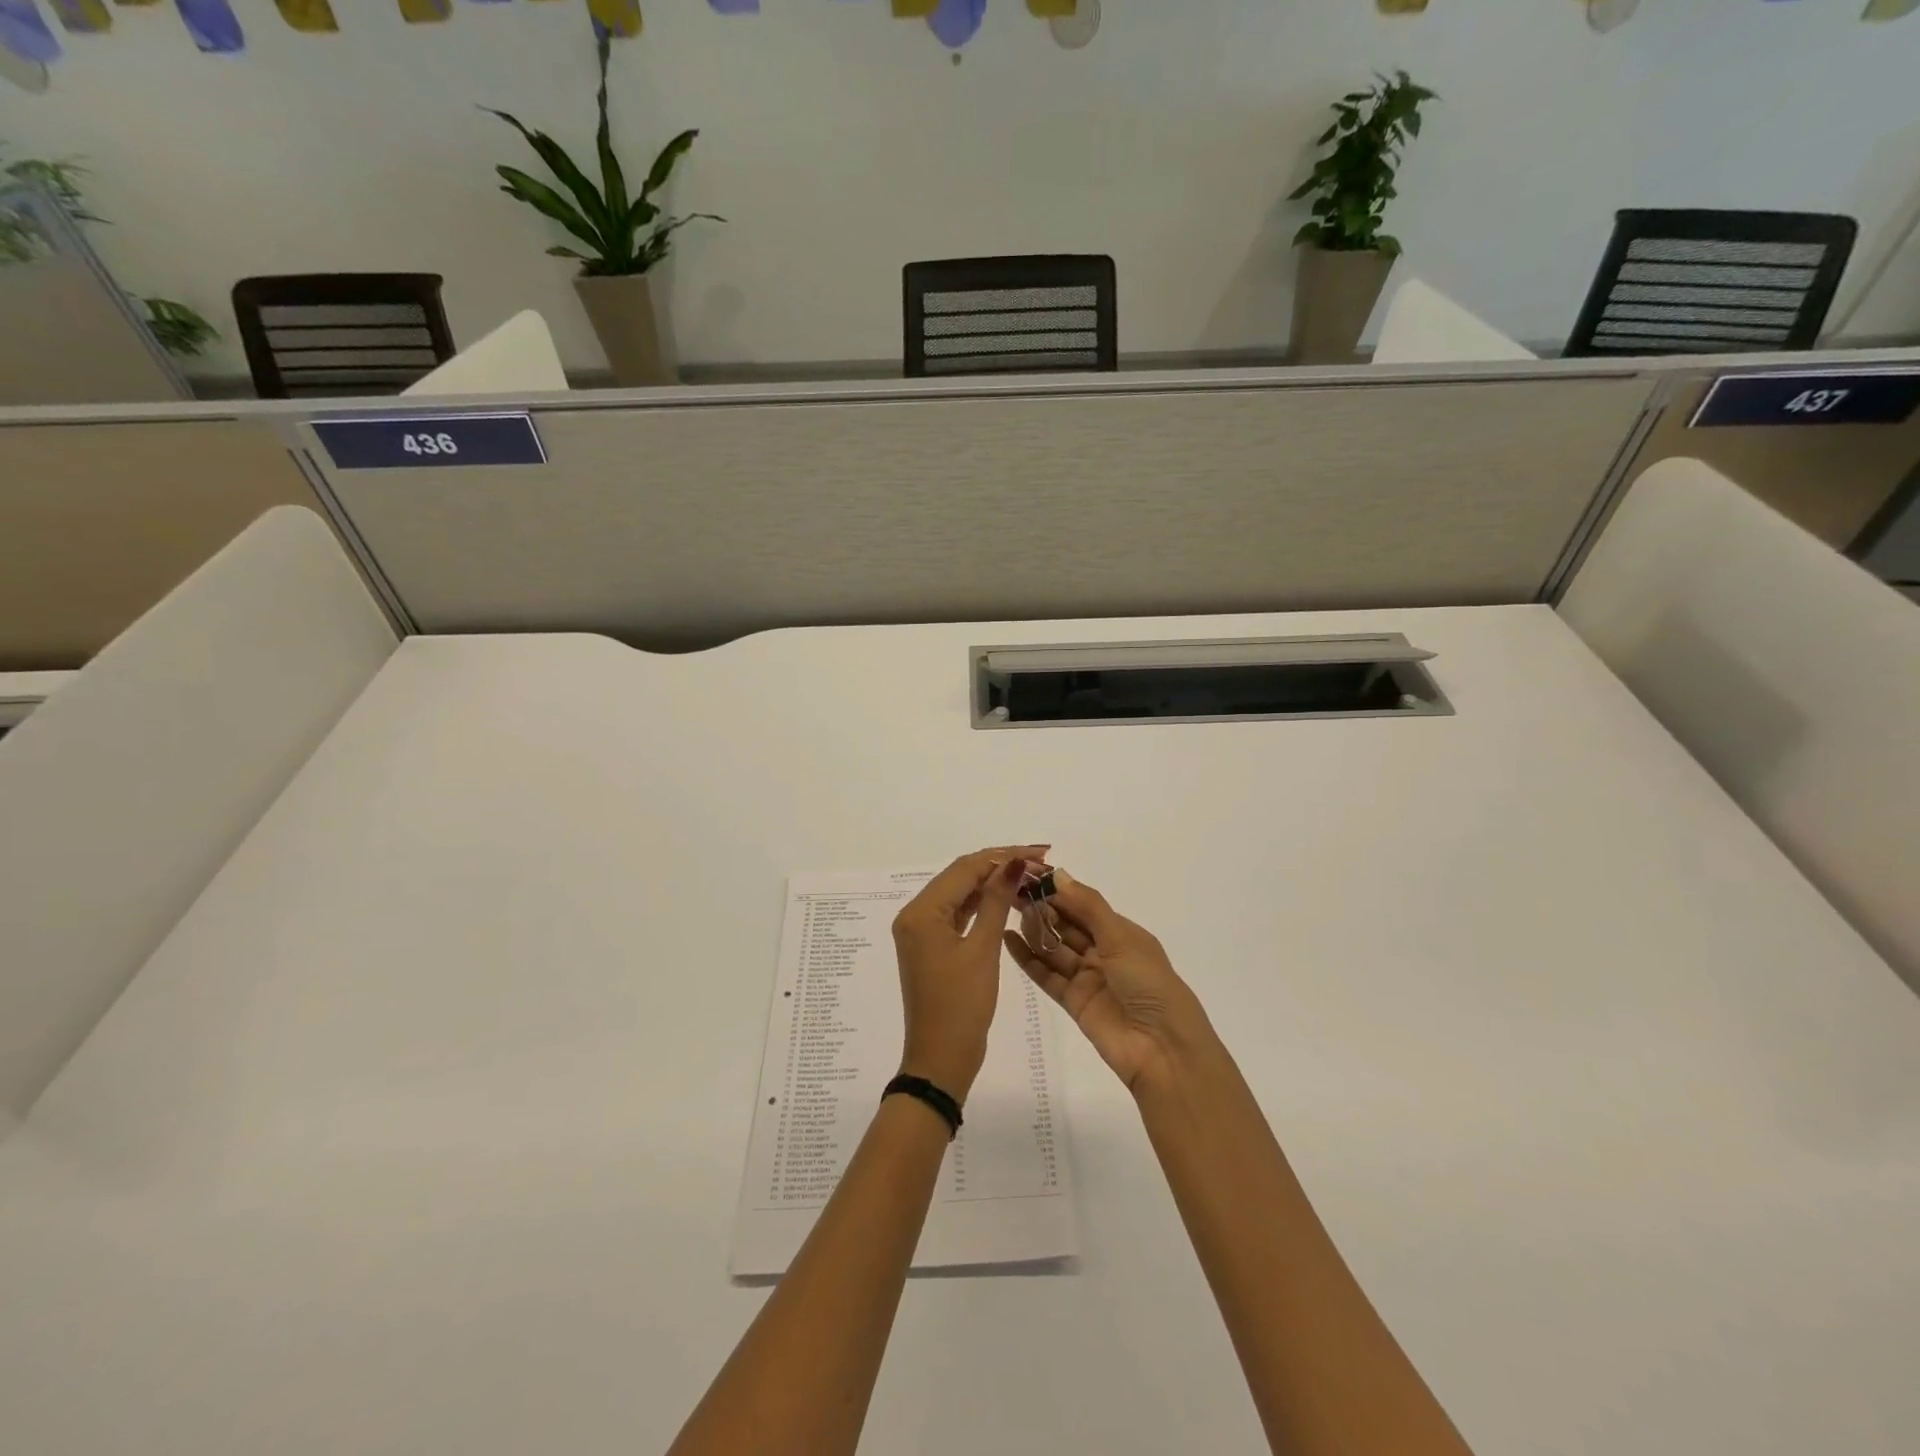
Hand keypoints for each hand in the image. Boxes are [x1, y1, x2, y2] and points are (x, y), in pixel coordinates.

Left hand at [891, 846, 1048, 1101]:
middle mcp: (915, 915)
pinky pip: (957, 914)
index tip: (1039, 852)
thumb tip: (1014, 863)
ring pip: (959, 894)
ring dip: (991, 884)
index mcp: (921, 912)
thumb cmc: (962, 1006)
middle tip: (1039, 861)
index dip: (1003, 856)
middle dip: (998, 865)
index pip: (965, 868)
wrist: (941, 1060)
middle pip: (959, 876)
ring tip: (1029, 876)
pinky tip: (1006, 899)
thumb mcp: (983, 950)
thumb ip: (996, 901)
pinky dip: (980, 905)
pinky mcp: (931, 946)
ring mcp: (921, 931)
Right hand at [1004, 869, 1214, 1093]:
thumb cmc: (1149, 983)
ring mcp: (1087, 978)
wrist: (1162, 1048)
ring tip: (1009, 911)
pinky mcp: (1073, 1002)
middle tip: (1012, 891)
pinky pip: (1046, 975)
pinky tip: (1008, 940)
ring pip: (1055, 948)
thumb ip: (1088, 906)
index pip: (1084, 905)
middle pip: (1067, 925)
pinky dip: (1028, 958)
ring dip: (1035, 930)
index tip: (1030, 875)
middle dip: (1043, 908)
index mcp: (1122, 933)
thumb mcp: (1121, 937)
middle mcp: (1104, 952)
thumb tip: (1058, 874)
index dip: (1059, 891)